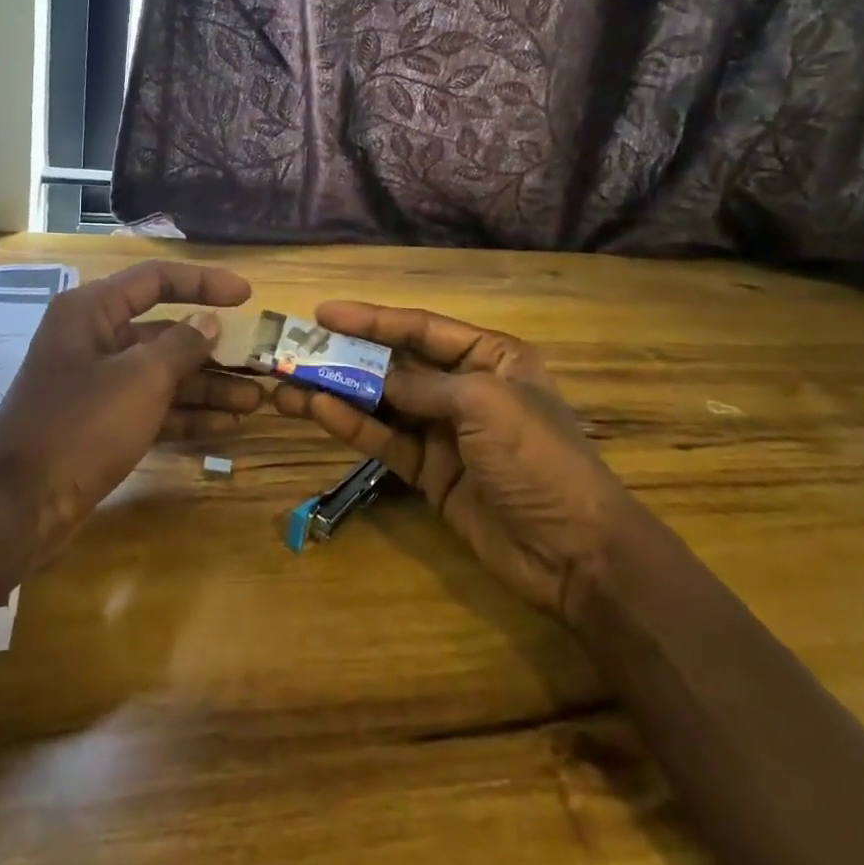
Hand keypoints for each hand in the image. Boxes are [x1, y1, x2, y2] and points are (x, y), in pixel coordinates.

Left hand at [0, 261, 260, 550]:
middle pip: (163, 331)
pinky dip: (184, 414)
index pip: (156, 280)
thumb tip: (208, 321)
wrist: (19, 507)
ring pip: (161, 374)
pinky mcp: (100, 422)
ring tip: (253, 401)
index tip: (246, 294)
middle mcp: (93, 338)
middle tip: (256, 362)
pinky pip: (150, 406)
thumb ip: (182, 345)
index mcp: (92, 311)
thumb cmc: (82, 426)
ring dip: (206, 387)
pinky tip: (224, 426)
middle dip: (212, 350)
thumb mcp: (141, 379)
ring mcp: (96, 383)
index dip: (204, 282)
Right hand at [272, 303, 623, 617]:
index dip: (371, 318)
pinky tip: (317, 412)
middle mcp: (464, 387)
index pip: (421, 327)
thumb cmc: (538, 458)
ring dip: (338, 392)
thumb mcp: (484, 405)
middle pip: (395, 363)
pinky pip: (386, 441)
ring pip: (382, 403)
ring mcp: (445, 431)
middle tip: (296, 350)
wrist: (575, 552)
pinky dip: (353, 427)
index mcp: (490, 357)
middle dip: (347, 355)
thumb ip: (423, 385)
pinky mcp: (431, 471)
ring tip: (288, 384)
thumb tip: (376, 377)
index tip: (322, 313)